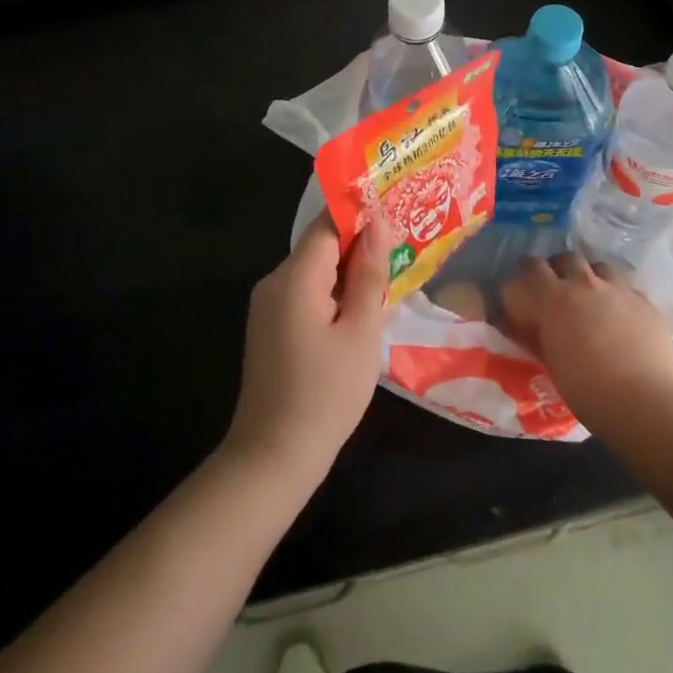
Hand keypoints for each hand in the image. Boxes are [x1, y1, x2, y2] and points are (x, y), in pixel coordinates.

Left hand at [225, 214, 391, 484]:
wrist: (273, 457)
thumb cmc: (326, 394)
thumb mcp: (360, 332)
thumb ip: (370, 274)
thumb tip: (378, 222)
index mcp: (294, 277)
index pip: (328, 224)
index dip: (362, 216)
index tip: (397, 215)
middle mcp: (274, 282)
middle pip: (320, 247)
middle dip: (360, 246)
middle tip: (404, 251)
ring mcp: (268, 306)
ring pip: (314, 272)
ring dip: (349, 273)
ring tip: (390, 280)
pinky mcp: (270, 328)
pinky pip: (305, 294)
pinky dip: (333, 295)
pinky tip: (361, 312)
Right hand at [500, 252, 672, 431]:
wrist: (642, 402)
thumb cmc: (586, 389)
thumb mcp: (549, 361)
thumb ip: (535, 335)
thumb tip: (521, 326)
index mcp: (554, 298)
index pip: (530, 268)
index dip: (526, 276)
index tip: (523, 290)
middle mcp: (585, 284)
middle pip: (566, 258)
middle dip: (558, 269)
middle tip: (557, 289)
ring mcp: (619, 290)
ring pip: (599, 266)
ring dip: (590, 277)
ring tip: (591, 297)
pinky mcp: (646, 303)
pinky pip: (627, 288)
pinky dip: (619, 296)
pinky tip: (622, 315)